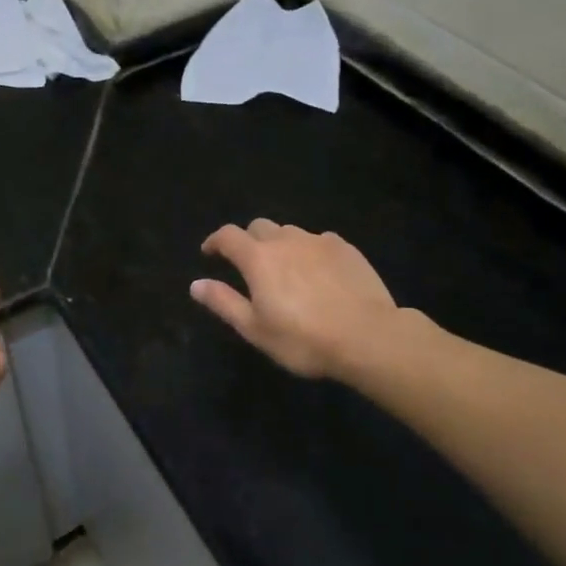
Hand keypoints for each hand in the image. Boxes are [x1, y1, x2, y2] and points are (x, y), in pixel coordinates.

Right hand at [190, 220, 419, 380]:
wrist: (369, 337)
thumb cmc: (304, 339)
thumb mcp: (255, 329)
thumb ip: (223, 302)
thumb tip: (195, 284)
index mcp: (258, 258)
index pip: (227, 236)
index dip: (215, 241)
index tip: (209, 253)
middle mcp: (285, 241)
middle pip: (258, 227)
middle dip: (247, 240)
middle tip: (248, 265)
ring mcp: (318, 241)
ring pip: (290, 232)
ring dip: (280, 244)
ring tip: (286, 269)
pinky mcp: (346, 248)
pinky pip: (319, 241)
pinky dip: (310, 251)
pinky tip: (318, 272)